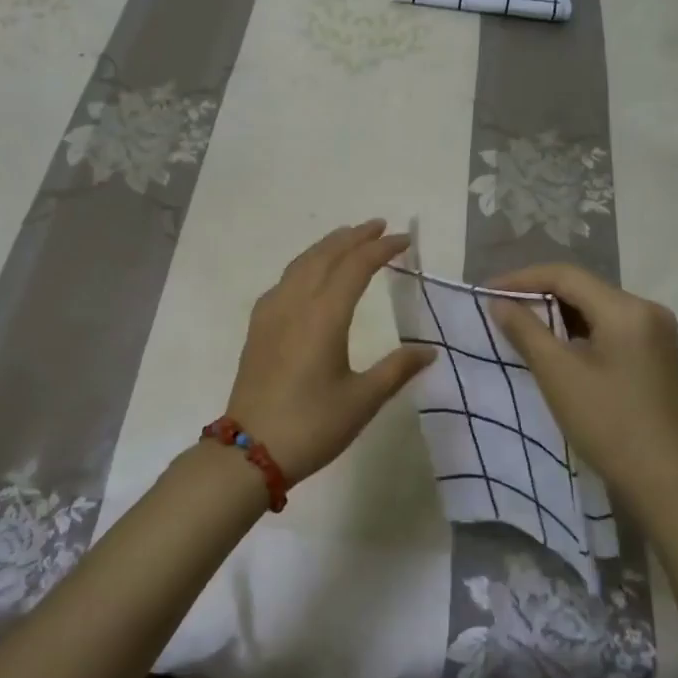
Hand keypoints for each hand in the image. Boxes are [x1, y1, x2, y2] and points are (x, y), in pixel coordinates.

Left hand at [224, 221, 436, 481]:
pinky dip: (304, 265)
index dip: (381, 248)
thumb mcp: (362, 400)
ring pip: (300, 264)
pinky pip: (284, 280)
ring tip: (347, 238)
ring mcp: (271, 313)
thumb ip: (396, 369)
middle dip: (353, 237)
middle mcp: (295, 304)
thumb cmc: (312, 426)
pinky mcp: (258, 328)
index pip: (356, 266)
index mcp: (324, 316)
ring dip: (327, 246)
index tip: (405, 240)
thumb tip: (429, 350)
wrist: (248, 451)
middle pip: (325, 255)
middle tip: (379, 226)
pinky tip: (309, 275)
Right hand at [488, 263, 677, 513]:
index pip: (566, 275)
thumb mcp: (558, 375)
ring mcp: (658, 334)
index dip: (522, 279)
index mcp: (627, 309)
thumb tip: (499, 302)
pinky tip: (557, 347)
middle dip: (540, 295)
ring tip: (521, 327)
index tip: (488, 291)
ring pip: (597, 309)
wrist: (667, 481)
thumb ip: (525, 331)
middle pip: (584, 289)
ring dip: (559, 315)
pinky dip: (580, 332)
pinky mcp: (658, 356)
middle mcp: (648, 311)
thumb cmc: (608, 424)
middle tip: (501, 309)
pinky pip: (611, 329)